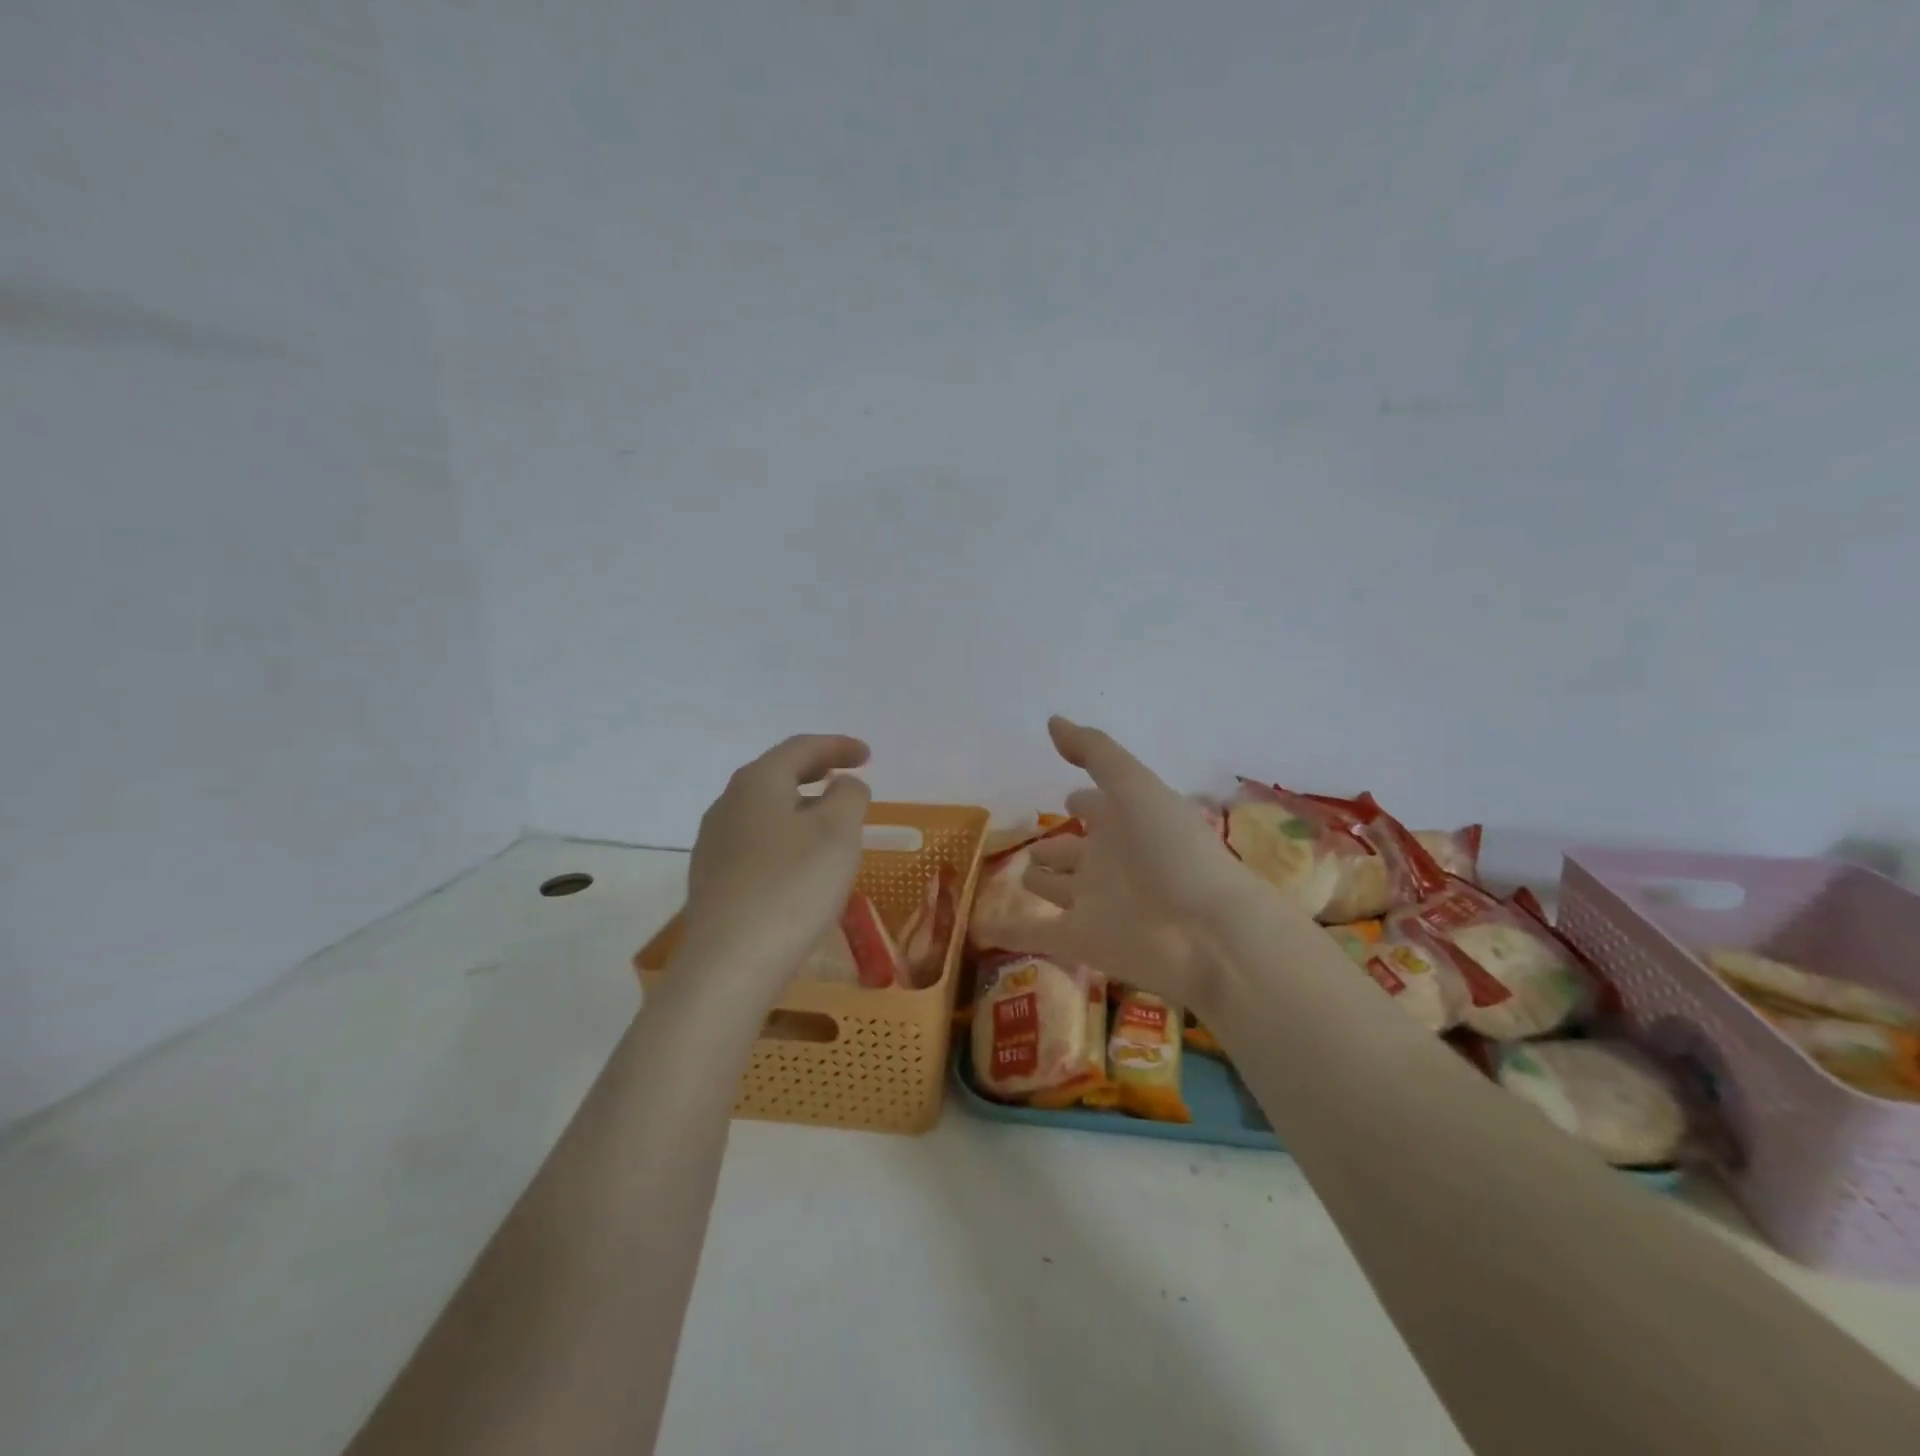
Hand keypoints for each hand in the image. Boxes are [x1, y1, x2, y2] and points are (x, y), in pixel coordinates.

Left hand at [679, 734, 871, 992]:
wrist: (729, 964)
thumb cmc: (793, 886)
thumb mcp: (839, 832)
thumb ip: (849, 795)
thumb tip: (842, 785)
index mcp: (758, 782)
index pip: (801, 748)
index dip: (838, 746)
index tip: (867, 754)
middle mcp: (728, 804)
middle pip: (777, 774)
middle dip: (815, 771)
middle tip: (846, 776)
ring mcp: (714, 843)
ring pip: (764, 809)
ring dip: (799, 805)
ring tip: (828, 820)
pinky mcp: (713, 879)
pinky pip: (756, 841)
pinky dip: (784, 835)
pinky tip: (799, 862)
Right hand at [1019, 717, 1270, 1016]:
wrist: (1204, 931)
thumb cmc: (1173, 849)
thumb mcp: (1135, 786)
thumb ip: (1095, 753)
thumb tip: (1052, 721)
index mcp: (1125, 822)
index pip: (1097, 807)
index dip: (1082, 801)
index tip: (1065, 798)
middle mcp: (1108, 861)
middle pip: (1073, 850)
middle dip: (1054, 845)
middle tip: (1028, 845)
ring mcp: (1093, 902)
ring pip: (1056, 888)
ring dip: (1037, 882)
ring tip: (1013, 877)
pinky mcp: (1080, 939)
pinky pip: (1034, 932)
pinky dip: (1009, 930)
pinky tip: (981, 925)